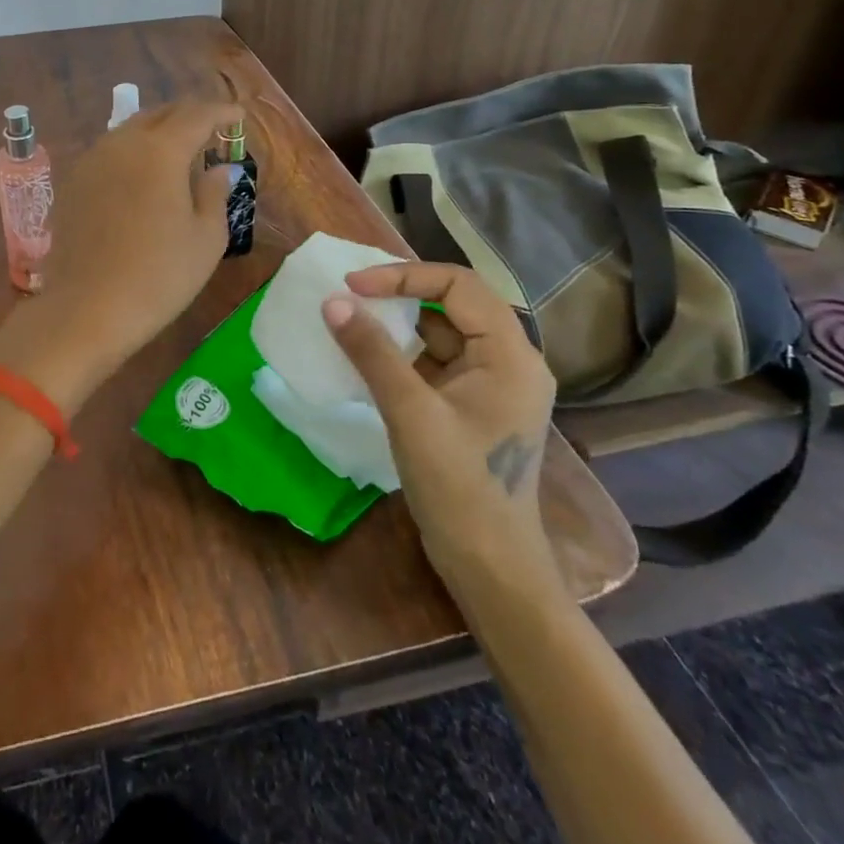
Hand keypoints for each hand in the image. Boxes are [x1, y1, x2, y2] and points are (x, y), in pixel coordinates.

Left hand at [0, 102, 241, 406]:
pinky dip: (134, 151)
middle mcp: (122, 143)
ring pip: (131, 129)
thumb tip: (219, 168)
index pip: (196, 114)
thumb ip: (215, 193)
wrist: (87, 309)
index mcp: (160, 150)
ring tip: (179, 151)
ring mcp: (92, 160)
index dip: (221, 111)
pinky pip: (110, 151)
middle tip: (211, 129)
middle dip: (189, 116)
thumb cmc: (159, 276)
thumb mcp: (206, 239)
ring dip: (159, 132)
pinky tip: (143, 174)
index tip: (239, 115)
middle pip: (160, 114)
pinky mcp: (73, 182)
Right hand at [320, 262, 558, 593]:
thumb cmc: (460, 487)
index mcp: (510, 355)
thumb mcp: (411, 413)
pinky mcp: (473, 406)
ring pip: (442, 332)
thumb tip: (333, 302)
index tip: (353, 285)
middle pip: (453, 303)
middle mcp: (509, 361)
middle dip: (400, 293)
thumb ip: (372, 352)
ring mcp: (492, 385)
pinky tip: (368, 355)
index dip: (403, 276)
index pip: (458, 285)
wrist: (489, 567)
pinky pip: (436, 361)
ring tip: (352, 318)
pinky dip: (402, 352)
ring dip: (399, 323)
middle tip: (350, 293)